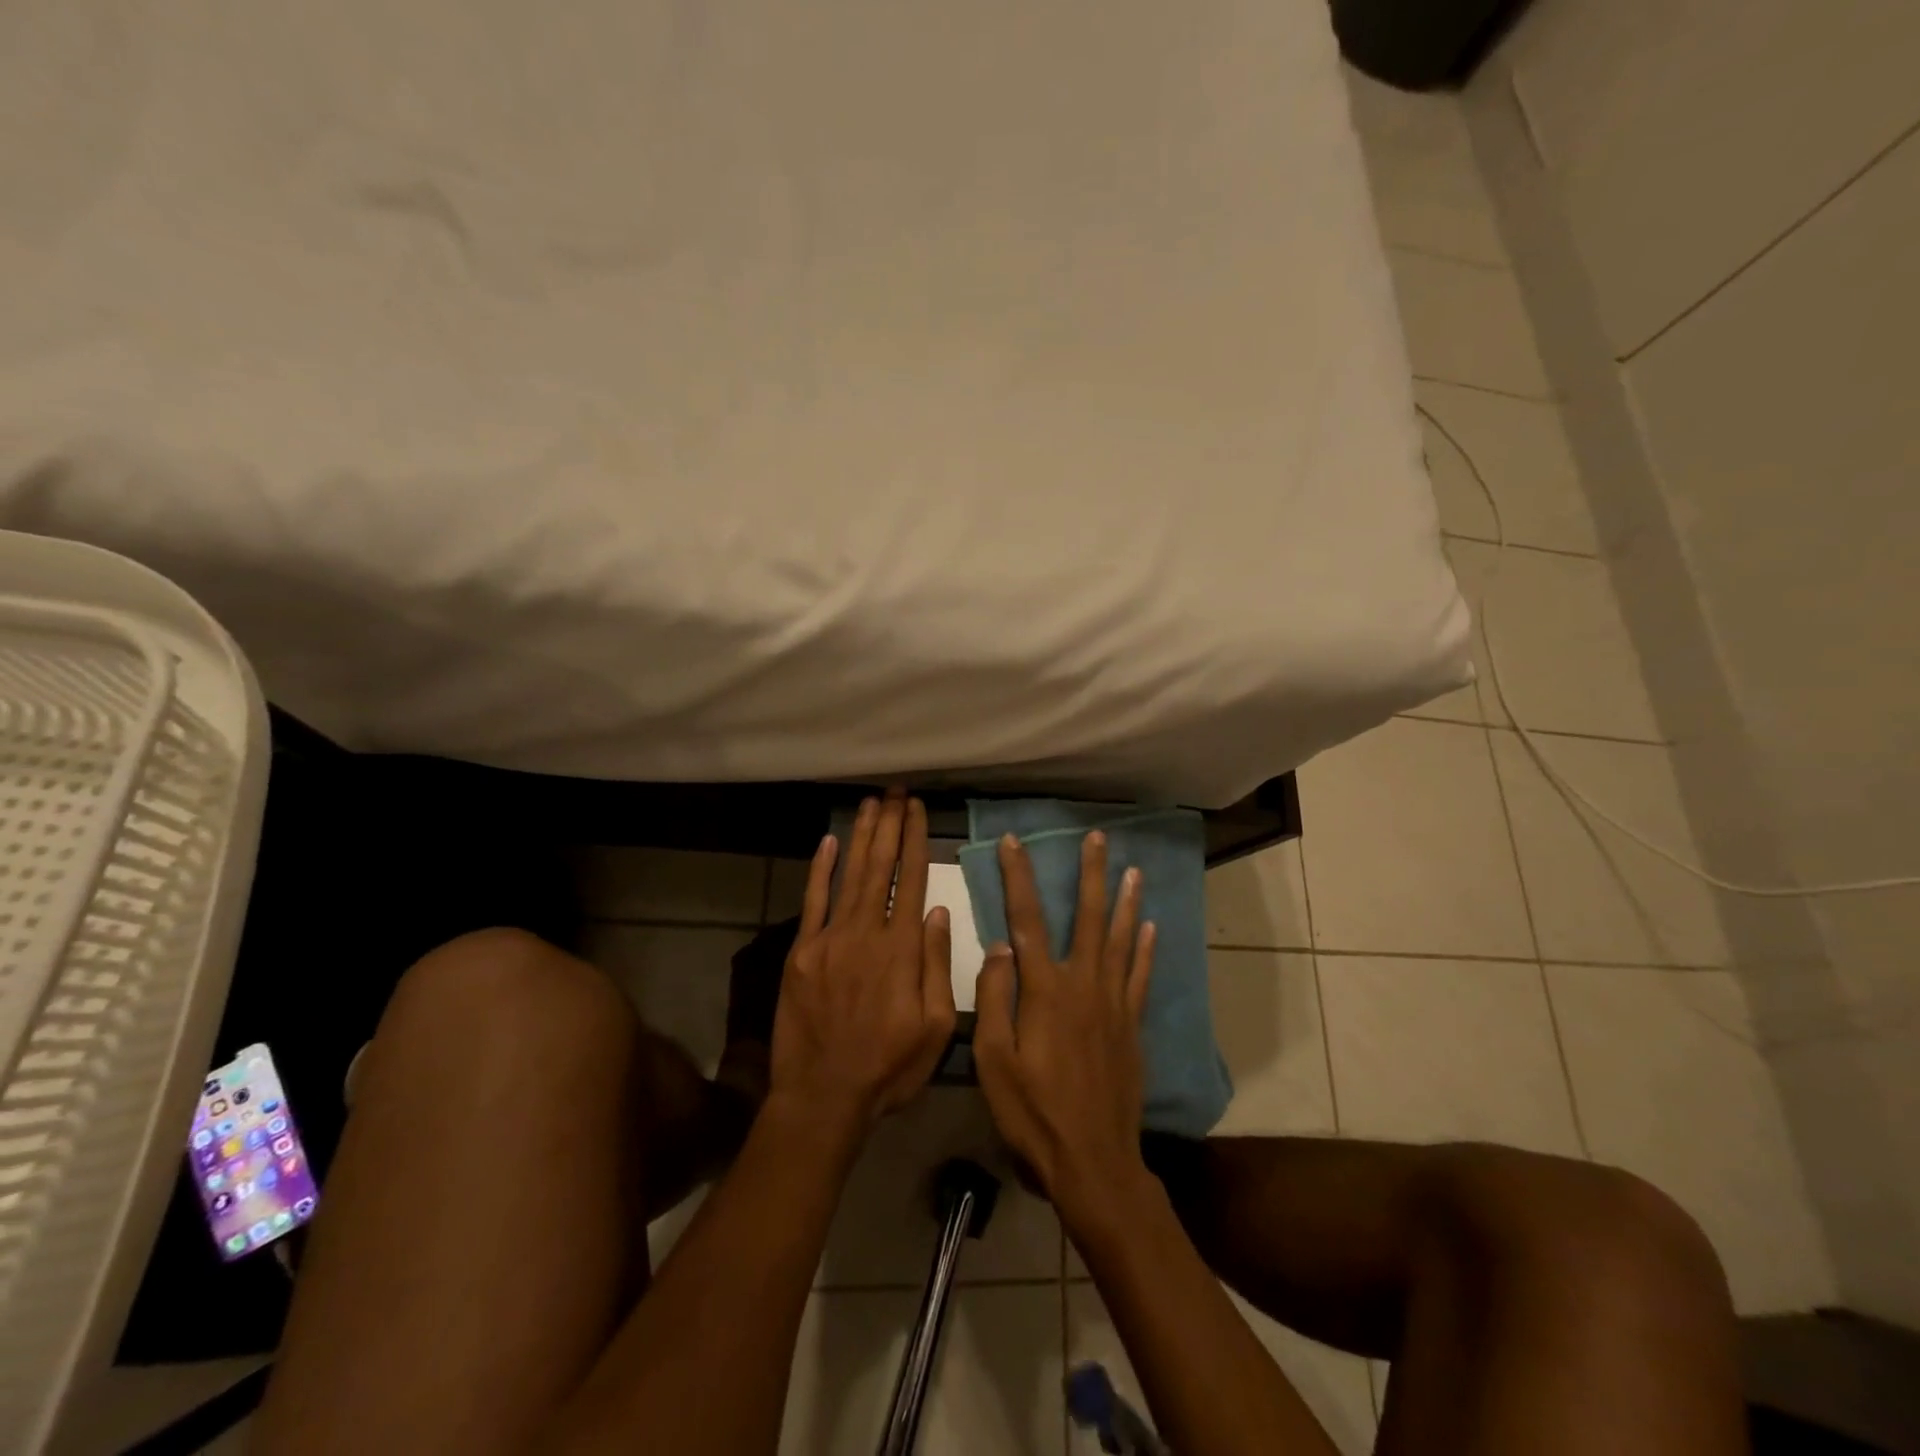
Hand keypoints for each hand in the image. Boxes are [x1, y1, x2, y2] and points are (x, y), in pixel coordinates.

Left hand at [769, 790, 956, 1132]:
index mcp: (902, 950)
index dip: (915, 841)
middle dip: (889, 826)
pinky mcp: (801, 952)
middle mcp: (866, 933)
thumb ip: (937, 965)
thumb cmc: (889, 1068)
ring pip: (849, 875)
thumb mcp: (935, 1028)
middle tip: (895, 792)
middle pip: (880, 867)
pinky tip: (829, 841)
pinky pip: (813, 901)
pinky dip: (821, 869)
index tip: (917, 809)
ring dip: (861, 837)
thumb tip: (938, 912)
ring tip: (871, 804)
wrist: (823, 1096)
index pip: (912, 881)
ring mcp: (829, 939)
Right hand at [973, 831, 1156, 1227]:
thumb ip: (996, 998)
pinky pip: (1140, 977)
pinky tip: (1149, 928)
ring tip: (1131, 869)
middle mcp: (1083, 985)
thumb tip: (999, 946)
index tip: (1013, 842)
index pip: (1026, 919)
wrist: (1093, 1161)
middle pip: (1087, 917)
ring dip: (1124, 901)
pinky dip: (1145, 949)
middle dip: (1090, 874)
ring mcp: (1112, 1004)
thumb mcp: (994, 1061)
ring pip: (1120, 940)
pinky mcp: (1130, 1026)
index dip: (1018, 877)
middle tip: (1097, 837)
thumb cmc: (1033, 1113)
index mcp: (1045, 990)